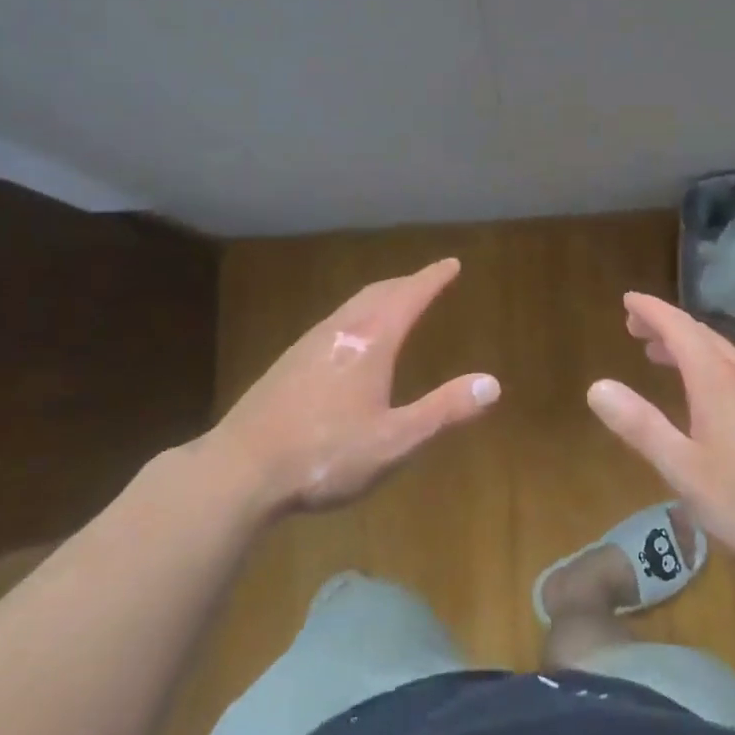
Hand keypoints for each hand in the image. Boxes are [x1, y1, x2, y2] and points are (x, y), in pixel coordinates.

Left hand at [210, 258, 499, 514]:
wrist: (241, 470)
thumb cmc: (325, 455)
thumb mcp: (395, 441)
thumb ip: (445, 410)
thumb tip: (493, 383)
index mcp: (370, 342)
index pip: (409, 296)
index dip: (433, 278)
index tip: (452, 264)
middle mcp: (340, 331)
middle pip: (378, 293)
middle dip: (407, 283)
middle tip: (427, 280)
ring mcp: (308, 344)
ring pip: (351, 306)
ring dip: (379, 297)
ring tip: (394, 302)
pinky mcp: (288, 363)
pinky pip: (334, 323)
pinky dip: (356, 316)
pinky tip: (350, 342)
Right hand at [587, 292, 734, 567]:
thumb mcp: (683, 469)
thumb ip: (640, 426)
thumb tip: (597, 387)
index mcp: (717, 379)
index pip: (678, 327)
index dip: (651, 310)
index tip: (627, 300)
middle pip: (700, 334)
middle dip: (665, 325)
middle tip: (634, 327)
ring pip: (722, 351)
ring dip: (688, 345)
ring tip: (660, 354)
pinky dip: (710, 363)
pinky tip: (706, 391)